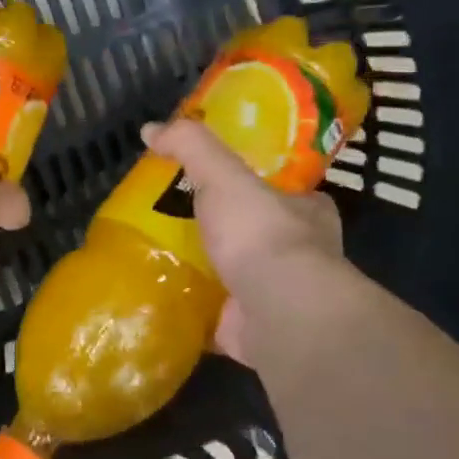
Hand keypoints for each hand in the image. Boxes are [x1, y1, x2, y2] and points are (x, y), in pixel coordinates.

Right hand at [142, 119, 348, 363]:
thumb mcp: (224, 174)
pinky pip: (218, 317)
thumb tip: (150, 129)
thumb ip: (192, 147)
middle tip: (179, 225)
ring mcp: (277, 296)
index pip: (283, 192)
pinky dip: (195, 312)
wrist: (277, 311)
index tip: (218, 187)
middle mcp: (300, 255)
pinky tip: (165, 303)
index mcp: (307, 212)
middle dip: (226, 233)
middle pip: (258, 236)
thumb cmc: (262, 234)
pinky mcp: (253, 329)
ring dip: (209, 274)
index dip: (254, 187)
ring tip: (160, 262)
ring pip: (238, 278)